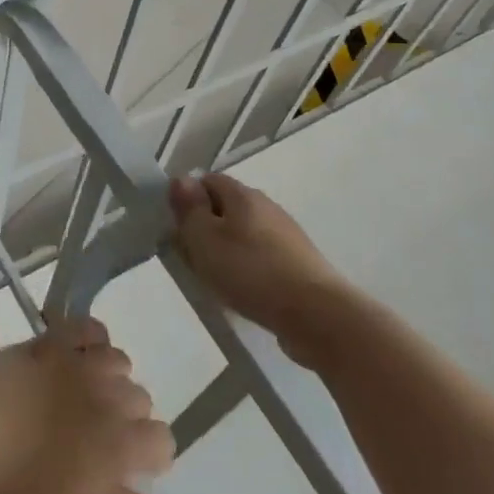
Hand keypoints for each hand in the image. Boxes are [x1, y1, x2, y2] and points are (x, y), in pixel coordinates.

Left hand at [0, 317, 173, 493]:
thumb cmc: (9, 493)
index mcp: (118, 448)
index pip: (163, 443)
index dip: (149, 459)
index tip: (121, 473)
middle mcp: (109, 398)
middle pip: (142, 401)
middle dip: (127, 420)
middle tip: (93, 440)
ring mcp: (79, 364)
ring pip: (121, 362)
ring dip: (112, 380)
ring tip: (83, 397)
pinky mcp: (51, 342)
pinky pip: (89, 328)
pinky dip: (92, 339)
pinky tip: (78, 355)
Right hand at [169, 173, 352, 354]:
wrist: (316, 314)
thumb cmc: (251, 271)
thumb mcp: (205, 239)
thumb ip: (189, 209)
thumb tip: (180, 179)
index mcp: (243, 194)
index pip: (208, 181)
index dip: (189, 200)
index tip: (178, 229)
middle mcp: (267, 207)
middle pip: (227, 208)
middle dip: (207, 229)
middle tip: (193, 259)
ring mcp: (287, 235)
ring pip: (245, 235)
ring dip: (227, 252)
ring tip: (217, 281)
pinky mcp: (299, 263)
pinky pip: (262, 258)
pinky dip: (249, 270)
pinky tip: (245, 293)